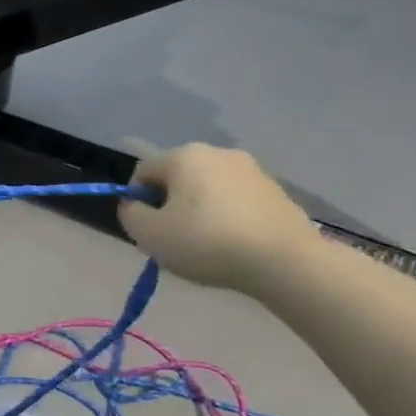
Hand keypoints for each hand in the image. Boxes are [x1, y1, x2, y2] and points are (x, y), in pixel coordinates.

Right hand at [117, 144, 320, 291]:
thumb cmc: (206, 242)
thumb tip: (134, 205)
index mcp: (184, 156)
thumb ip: (130, 214)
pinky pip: (236, 201)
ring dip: (199, 211)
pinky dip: (227, 218)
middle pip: (177, 178)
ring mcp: (252, 170)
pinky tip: (233, 244)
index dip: (137, 201)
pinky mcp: (277, 191)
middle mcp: (218, 153)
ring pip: (208, 190)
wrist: (285, 262)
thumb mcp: (148, 234)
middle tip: (174, 238)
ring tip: (206, 244)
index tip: (148, 229)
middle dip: (170, 205)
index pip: (143, 173)